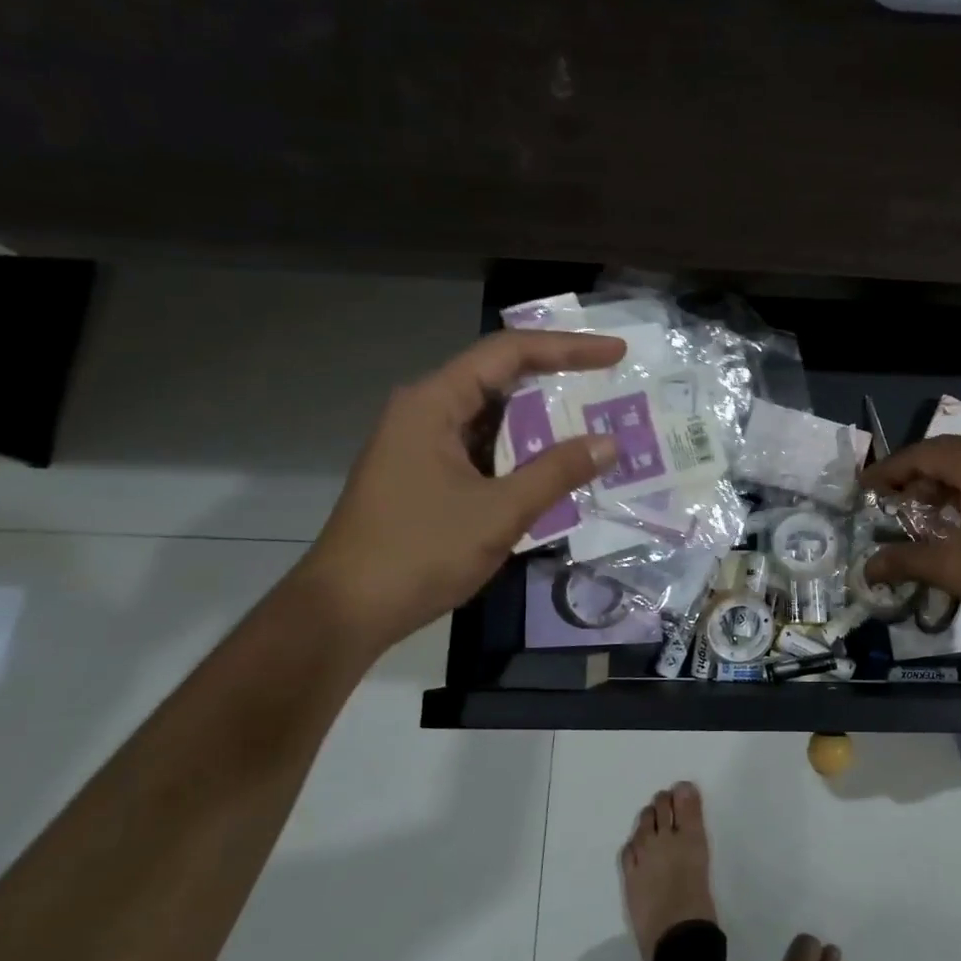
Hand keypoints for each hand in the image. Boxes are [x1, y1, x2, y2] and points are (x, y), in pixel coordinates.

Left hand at [297, 328, 625, 652]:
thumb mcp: (499, 512)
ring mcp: (423, 444)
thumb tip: (609, 443)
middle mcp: (425, 411)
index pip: (509, 353)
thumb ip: (557, 472)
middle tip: (611, 383)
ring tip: (594, 419)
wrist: (345, 612)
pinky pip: (483, 446)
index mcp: (433, 403)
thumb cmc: (419, 553)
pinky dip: (522, 448)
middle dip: (558, 377)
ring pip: (493, 414)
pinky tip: (555, 462)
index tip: (616, 353)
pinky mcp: (426, 474)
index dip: (568, 348)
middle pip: (500, 376)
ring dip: (541, 417)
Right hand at [862, 424, 960, 644]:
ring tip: (941, 507)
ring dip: (955, 473)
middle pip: (952, 449)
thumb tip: (867, 569)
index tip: (866, 486)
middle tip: (903, 503)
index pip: (922, 455)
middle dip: (921, 472)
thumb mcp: (954, 569)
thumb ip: (906, 561)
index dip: (889, 470)